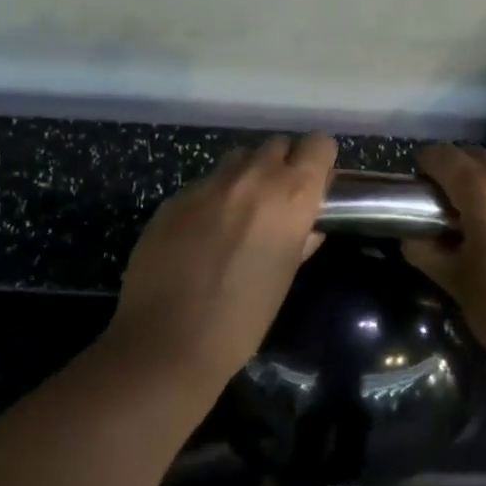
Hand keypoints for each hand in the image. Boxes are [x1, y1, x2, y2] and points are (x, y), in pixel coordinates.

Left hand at [107, 134, 338, 389]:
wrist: (167, 340)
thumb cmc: (242, 320)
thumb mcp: (284, 278)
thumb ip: (300, 240)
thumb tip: (307, 226)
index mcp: (290, 196)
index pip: (318, 145)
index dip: (319, 161)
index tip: (315, 184)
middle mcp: (252, 177)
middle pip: (277, 145)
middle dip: (282, 166)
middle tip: (277, 202)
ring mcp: (208, 184)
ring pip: (238, 159)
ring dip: (246, 176)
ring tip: (239, 214)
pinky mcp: (174, 197)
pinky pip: (204, 185)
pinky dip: (211, 199)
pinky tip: (201, 235)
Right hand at [403, 144, 485, 389]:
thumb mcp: (457, 284)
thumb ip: (427, 251)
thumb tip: (413, 237)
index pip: (441, 156)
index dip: (422, 171)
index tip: (417, 199)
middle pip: (473, 156)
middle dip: (452, 175)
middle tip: (442, 213)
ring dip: (482, 184)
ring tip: (476, 224)